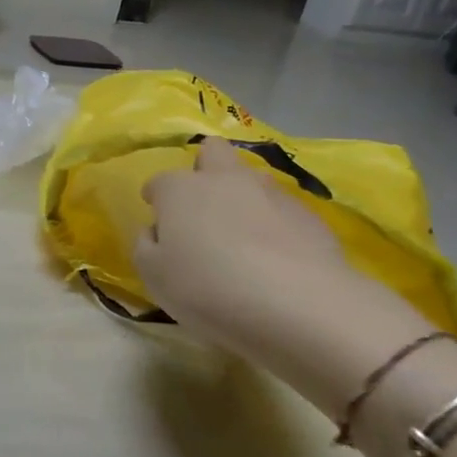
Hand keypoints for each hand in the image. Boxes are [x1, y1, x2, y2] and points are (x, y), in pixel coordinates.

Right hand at [134, 141, 425, 402]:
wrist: (298, 304)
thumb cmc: (209, 288)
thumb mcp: (154, 276)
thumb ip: (147, 246)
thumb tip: (157, 231)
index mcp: (180, 190)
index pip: (160, 182)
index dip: (157, 198)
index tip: (158, 217)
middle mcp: (224, 179)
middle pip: (212, 152)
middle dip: (205, 170)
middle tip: (204, 209)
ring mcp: (271, 193)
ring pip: (252, 179)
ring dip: (244, 197)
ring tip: (244, 238)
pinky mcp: (310, 216)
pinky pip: (283, 211)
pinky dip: (276, 226)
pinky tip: (278, 258)